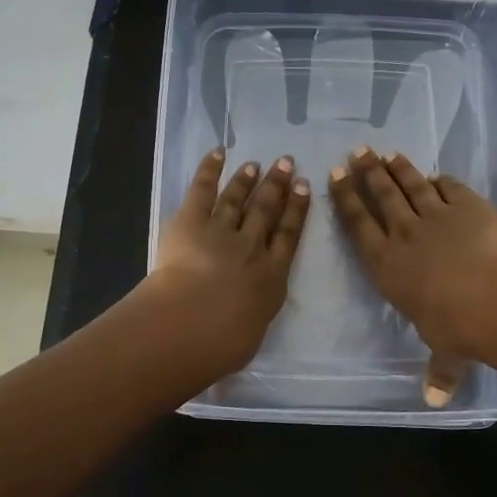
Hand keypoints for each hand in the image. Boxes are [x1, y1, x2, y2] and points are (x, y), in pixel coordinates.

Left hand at [141, 148, 310, 378]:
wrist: (193, 323)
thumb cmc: (224, 343)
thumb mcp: (250, 334)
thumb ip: (252, 316)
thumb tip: (247, 315)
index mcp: (272, 276)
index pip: (289, 236)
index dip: (297, 210)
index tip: (305, 188)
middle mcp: (252, 247)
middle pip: (267, 210)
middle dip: (277, 186)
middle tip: (286, 163)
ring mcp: (222, 230)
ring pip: (238, 199)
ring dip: (247, 179)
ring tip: (256, 164)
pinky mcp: (191, 221)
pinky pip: (203, 189)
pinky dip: (210, 170)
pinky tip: (218, 153)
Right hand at [326, 147, 496, 404]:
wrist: (496, 298)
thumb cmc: (457, 327)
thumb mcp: (444, 353)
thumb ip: (438, 370)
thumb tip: (435, 400)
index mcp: (386, 265)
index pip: (358, 224)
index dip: (345, 199)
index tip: (335, 176)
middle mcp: (404, 234)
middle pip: (381, 196)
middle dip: (366, 172)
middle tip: (357, 152)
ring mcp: (436, 216)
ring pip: (411, 184)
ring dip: (397, 168)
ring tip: (386, 153)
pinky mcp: (468, 206)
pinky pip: (450, 187)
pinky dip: (441, 180)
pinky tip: (436, 174)